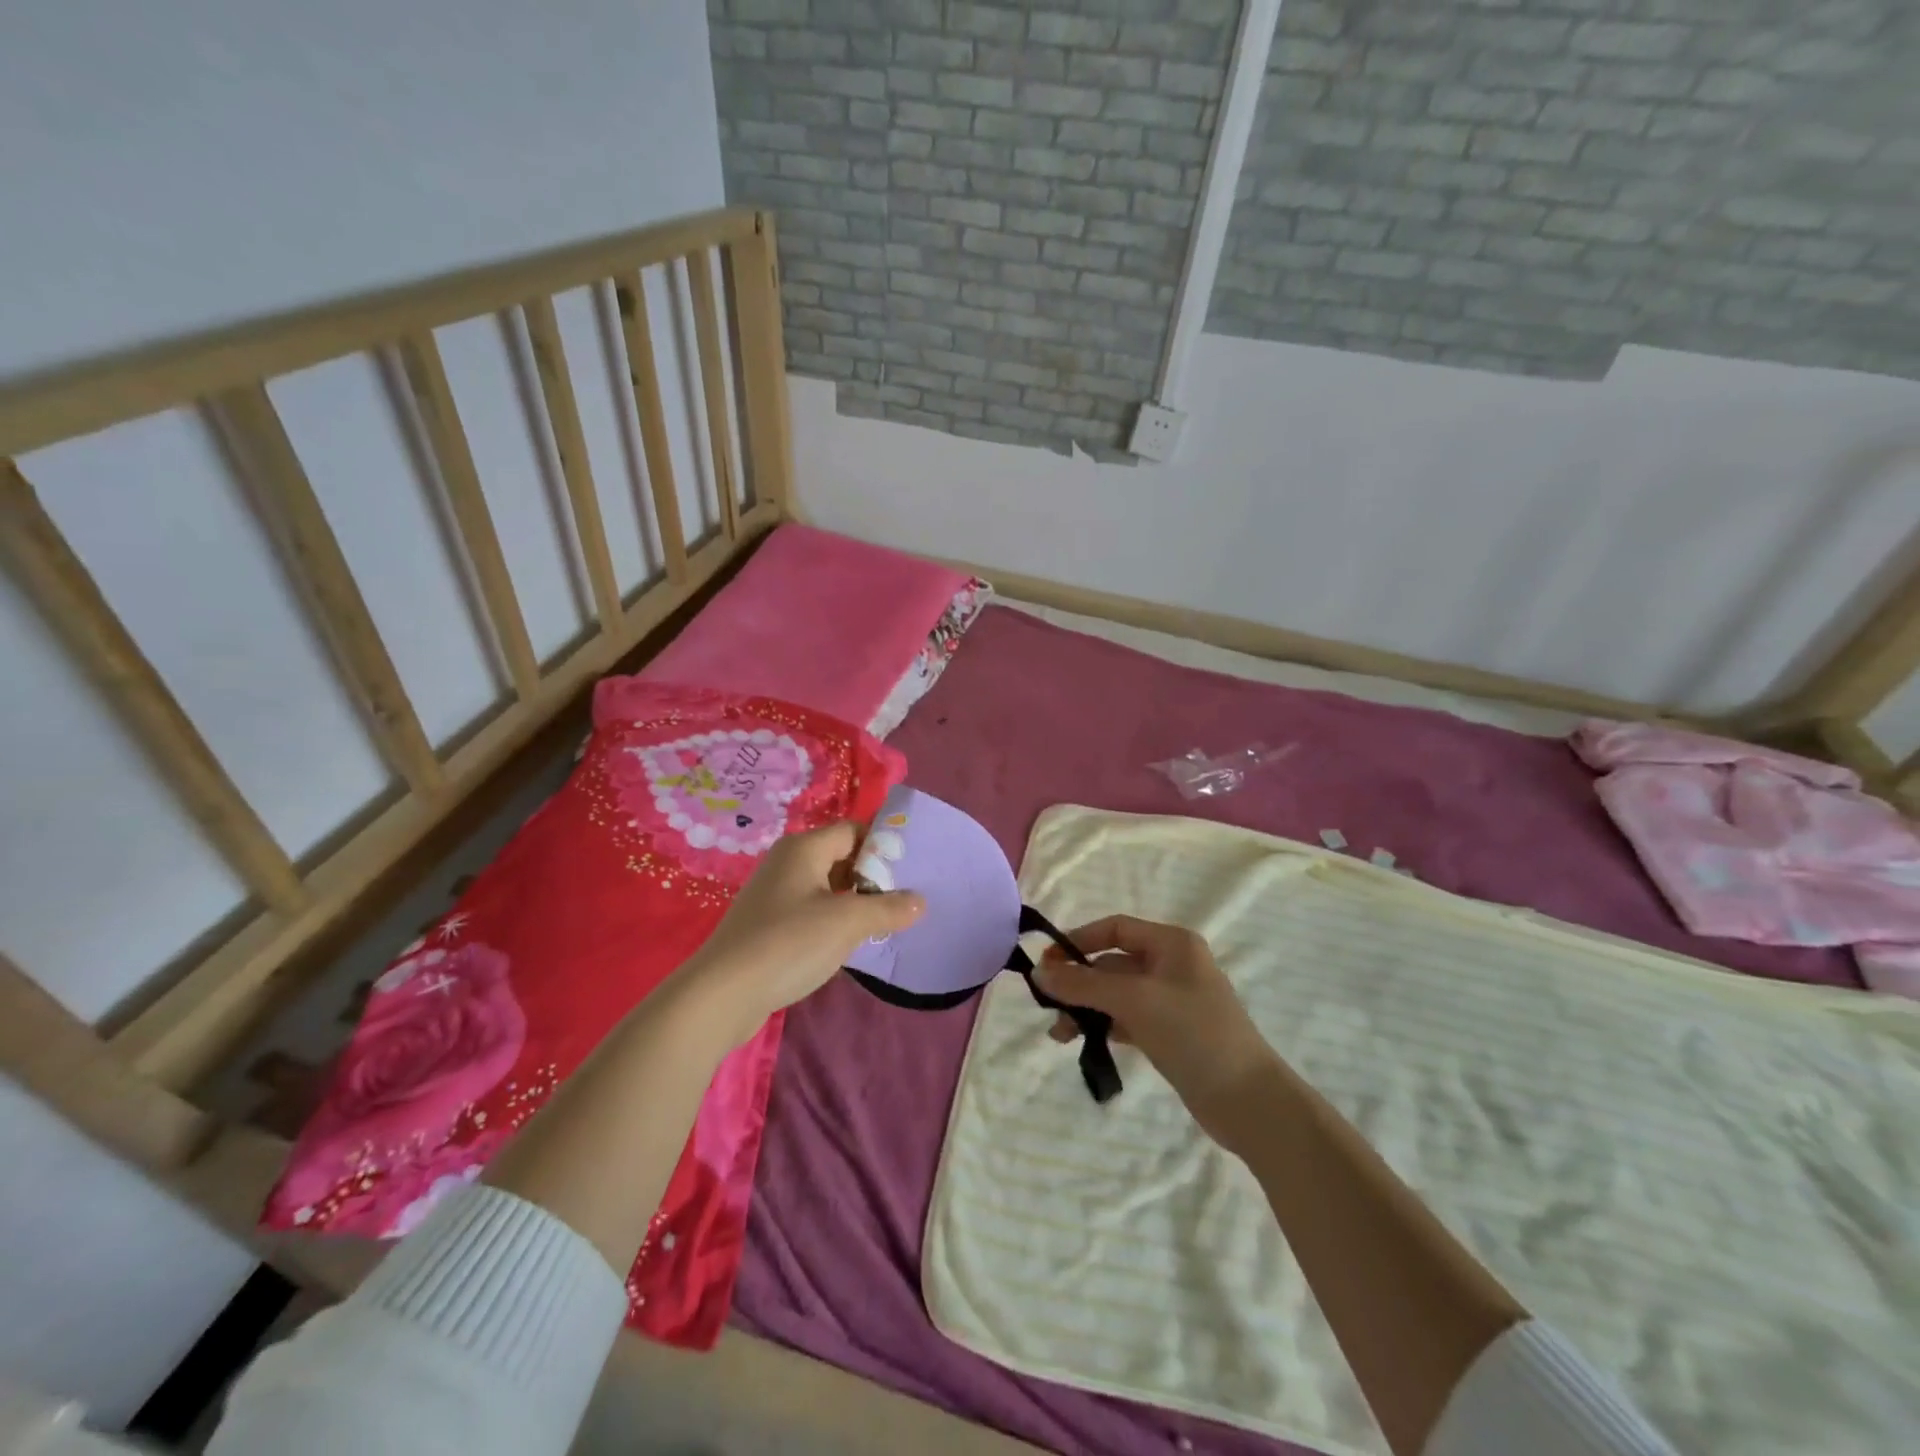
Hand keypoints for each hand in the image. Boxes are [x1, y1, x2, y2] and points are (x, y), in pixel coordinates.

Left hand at [680, 822, 923, 1047]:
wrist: (722, 994)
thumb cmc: (789, 943)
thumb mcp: (847, 923)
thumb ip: (888, 909)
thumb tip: (920, 901)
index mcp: (804, 848)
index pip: (854, 831)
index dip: (884, 846)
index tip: (913, 870)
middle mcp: (787, 863)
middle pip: (841, 857)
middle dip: (873, 877)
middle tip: (906, 899)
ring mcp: (775, 894)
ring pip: (827, 887)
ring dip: (855, 902)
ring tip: (887, 922)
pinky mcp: (768, 924)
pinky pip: (811, 911)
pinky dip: (834, 921)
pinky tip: (850, 944)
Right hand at [1035, 915, 1281, 1148]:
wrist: (1249, 1101)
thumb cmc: (1193, 1033)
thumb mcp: (1134, 1001)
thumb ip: (1083, 985)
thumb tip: (1038, 972)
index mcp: (1172, 944)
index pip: (1116, 928)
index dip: (1079, 941)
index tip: (1047, 963)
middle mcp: (1173, 965)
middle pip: (1113, 963)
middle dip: (1079, 983)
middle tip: (1048, 1005)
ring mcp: (1173, 1001)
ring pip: (1117, 994)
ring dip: (1087, 1008)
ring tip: (1059, 1034)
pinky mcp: (1171, 1033)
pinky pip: (1128, 1019)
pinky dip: (1105, 1026)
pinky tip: (1085, 1042)